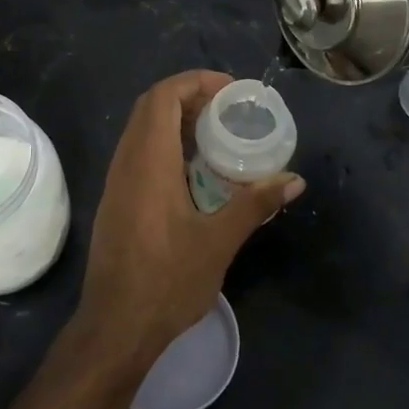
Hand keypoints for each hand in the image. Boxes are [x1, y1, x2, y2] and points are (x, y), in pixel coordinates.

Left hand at [77, 71, 303, 366]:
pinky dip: (165, 144)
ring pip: (141, 130)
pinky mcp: (115, 201)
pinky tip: (193, 170)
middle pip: (150, 107)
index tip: (230, 91)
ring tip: (216, 133)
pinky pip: (138, 153)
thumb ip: (254, 204)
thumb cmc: (167, 281)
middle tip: (228, 109)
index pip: (162, 97)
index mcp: (148, 162)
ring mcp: (116, 183)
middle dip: (188, 96)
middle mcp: (125, 163)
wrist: (115, 327)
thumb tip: (293, 179)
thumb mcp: (218, 242)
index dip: (195, 82)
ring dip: (175, 120)